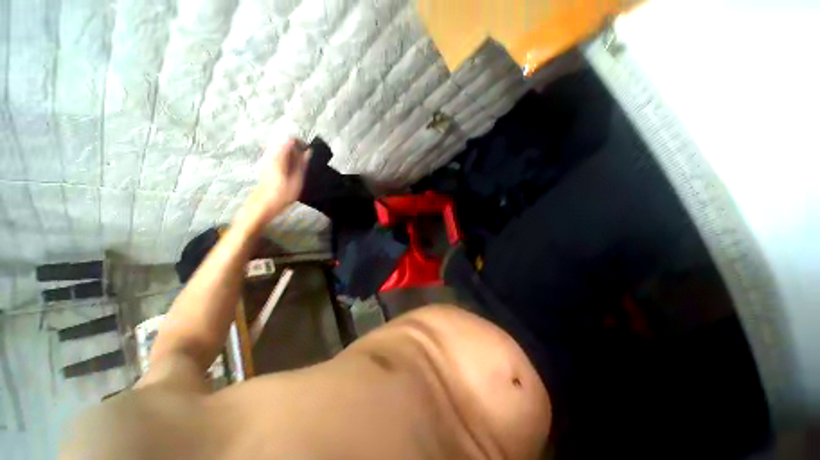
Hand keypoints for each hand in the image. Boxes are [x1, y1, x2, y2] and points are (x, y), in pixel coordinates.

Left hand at [244, 137, 310, 222]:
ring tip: (299, 168)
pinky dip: (286, 161)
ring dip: (292, 156)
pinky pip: (277, 157)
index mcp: (279, 156)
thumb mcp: (297, 179)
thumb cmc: (282, 194)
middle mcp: (270, 155)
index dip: (301, 144)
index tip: (309, 152)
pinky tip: (290, 172)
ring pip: (281, 151)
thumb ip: (302, 163)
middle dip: (297, 150)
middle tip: (305, 162)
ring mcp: (266, 160)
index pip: (291, 140)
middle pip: (285, 144)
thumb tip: (308, 152)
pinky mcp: (265, 167)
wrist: (263, 205)